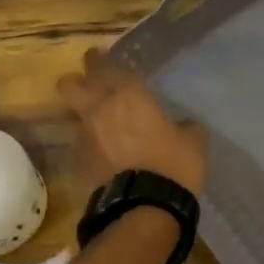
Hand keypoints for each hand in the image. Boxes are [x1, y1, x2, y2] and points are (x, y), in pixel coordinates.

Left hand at [56, 48, 206, 193]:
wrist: (145, 208)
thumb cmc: (174, 165)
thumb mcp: (193, 141)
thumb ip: (184, 126)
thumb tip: (181, 126)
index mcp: (127, 96)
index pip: (105, 65)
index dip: (100, 59)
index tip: (101, 56)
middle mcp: (99, 110)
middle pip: (70, 84)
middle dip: (78, 81)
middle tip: (91, 86)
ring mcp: (84, 137)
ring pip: (73, 116)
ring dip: (84, 117)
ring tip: (103, 127)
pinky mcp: (78, 164)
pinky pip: (80, 146)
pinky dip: (91, 147)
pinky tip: (106, 156)